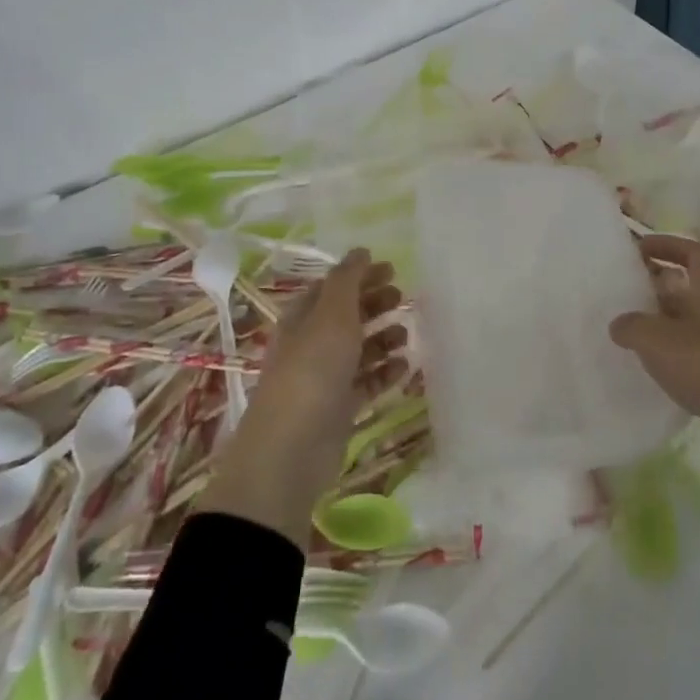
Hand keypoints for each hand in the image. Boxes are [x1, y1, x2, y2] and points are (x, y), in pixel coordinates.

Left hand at [195, 249, 406, 544]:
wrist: (292, 447)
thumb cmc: (312, 370)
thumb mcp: (332, 316)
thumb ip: (348, 281)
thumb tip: (361, 251)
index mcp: (303, 319)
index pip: (332, 288)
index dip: (359, 276)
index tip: (393, 269)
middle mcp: (311, 345)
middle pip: (346, 317)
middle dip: (374, 305)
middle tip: (403, 298)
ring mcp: (325, 379)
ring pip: (358, 351)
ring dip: (383, 340)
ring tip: (407, 335)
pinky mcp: (339, 409)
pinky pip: (367, 384)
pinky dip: (386, 374)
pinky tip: (406, 368)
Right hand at [610, 236, 699, 534]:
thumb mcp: (660, 340)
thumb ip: (634, 327)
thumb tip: (619, 324)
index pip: (695, 254)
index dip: (669, 245)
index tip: (639, 248)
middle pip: (689, 291)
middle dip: (657, 288)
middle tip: (622, 295)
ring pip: (688, 329)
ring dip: (661, 328)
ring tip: (626, 335)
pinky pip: (692, 364)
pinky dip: (670, 363)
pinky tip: (648, 373)